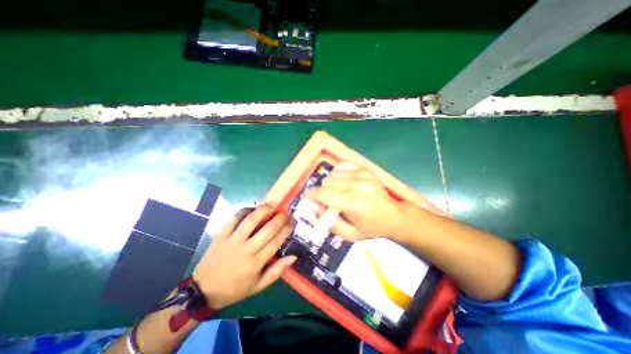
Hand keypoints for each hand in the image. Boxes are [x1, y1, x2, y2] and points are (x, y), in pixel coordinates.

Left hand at [191, 204, 296, 308]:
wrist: (202, 291)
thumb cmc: (234, 289)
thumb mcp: (258, 286)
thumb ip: (276, 271)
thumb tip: (293, 257)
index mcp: (256, 262)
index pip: (276, 241)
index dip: (287, 229)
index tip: (293, 221)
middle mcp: (246, 249)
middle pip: (268, 229)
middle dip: (280, 218)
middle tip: (287, 212)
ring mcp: (232, 240)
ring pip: (251, 220)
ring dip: (264, 210)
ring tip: (272, 205)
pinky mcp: (221, 235)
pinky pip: (234, 219)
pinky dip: (244, 211)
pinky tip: (252, 209)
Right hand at [306, 163, 403, 239]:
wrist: (395, 215)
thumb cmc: (372, 227)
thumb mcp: (349, 234)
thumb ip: (328, 221)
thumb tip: (314, 206)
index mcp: (353, 203)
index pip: (323, 194)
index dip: (311, 195)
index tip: (307, 198)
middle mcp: (357, 185)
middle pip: (326, 182)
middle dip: (322, 192)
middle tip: (326, 200)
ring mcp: (362, 174)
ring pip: (332, 174)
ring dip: (330, 183)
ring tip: (336, 192)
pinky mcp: (365, 169)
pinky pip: (341, 165)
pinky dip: (337, 173)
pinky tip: (342, 181)